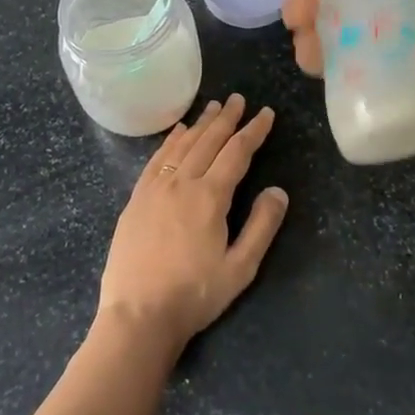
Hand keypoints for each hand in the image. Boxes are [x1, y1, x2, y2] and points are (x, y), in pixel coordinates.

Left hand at [97, 95, 288, 355]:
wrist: (137, 315)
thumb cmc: (194, 295)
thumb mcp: (240, 269)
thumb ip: (261, 226)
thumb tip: (278, 190)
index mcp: (210, 197)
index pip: (237, 152)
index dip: (253, 131)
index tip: (266, 113)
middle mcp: (182, 183)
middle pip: (208, 141)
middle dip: (226, 118)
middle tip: (238, 98)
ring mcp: (155, 188)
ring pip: (182, 145)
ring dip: (200, 124)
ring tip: (213, 107)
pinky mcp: (137, 199)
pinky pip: (157, 159)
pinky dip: (171, 141)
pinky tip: (177, 132)